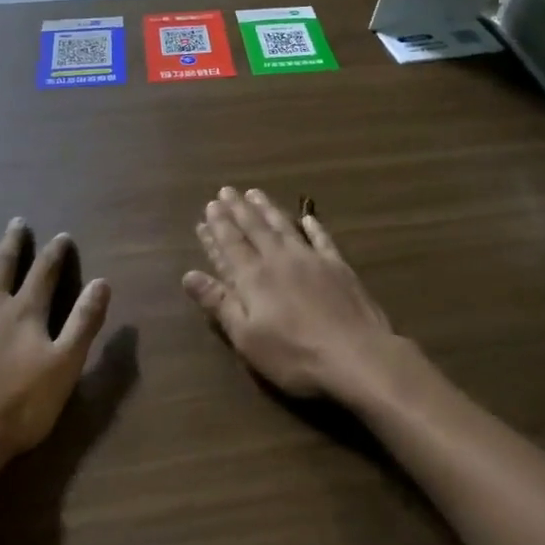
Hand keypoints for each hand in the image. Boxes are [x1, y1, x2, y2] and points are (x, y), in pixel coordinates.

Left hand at [0, 219, 110, 465]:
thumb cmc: (21, 405)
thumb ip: (84, 322)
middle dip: (12, 244)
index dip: (55, 253)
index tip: (61, 235)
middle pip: (3, 267)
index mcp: (25, 312)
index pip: (45, 273)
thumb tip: (102, 281)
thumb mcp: (66, 365)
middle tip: (16, 221)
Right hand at [182, 187, 417, 408]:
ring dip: (268, 209)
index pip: (231, 245)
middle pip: (255, 228)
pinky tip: (307, 217)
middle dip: (238, 209)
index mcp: (254, 277)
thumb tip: (189, 275)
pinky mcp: (338, 266)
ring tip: (255, 193)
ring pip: (284, 226)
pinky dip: (313, 226)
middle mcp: (279, 259)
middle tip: (226, 190)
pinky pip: (322, 239)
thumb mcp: (247, 337)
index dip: (218, 226)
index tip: (209, 206)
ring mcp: (311, 259)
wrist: (356, 355)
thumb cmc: (294, 354)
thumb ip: (219, 303)